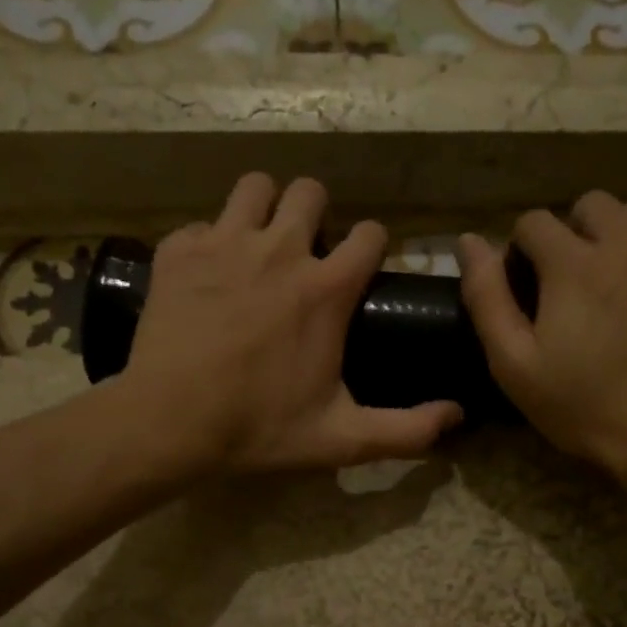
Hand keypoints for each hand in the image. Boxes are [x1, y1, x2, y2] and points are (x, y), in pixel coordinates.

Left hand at [121, 173, 462, 473]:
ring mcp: (225, 243)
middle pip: (310, 191)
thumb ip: (405, 430)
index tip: (360, 268)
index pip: (370, 234)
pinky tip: (206, 276)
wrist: (169, 423)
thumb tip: (457, 416)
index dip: (371, 246)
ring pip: (254, 187)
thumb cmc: (259, 429)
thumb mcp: (341, 439)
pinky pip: (201, 224)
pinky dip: (207, 242)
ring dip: (263, 208)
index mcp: (326, 289)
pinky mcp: (179, 252)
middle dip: (316, 214)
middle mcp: (281, 250)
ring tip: (258, 245)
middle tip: (305, 253)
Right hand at [457, 192, 626, 483]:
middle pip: (593, 206)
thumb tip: (468, 243)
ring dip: (623, 241)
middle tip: (574, 285)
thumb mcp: (514, 364)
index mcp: (574, 263)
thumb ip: (486, 298)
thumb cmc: (583, 407)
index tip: (527, 288)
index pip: (534, 222)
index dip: (522, 251)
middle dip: (575, 235)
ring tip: (621, 288)